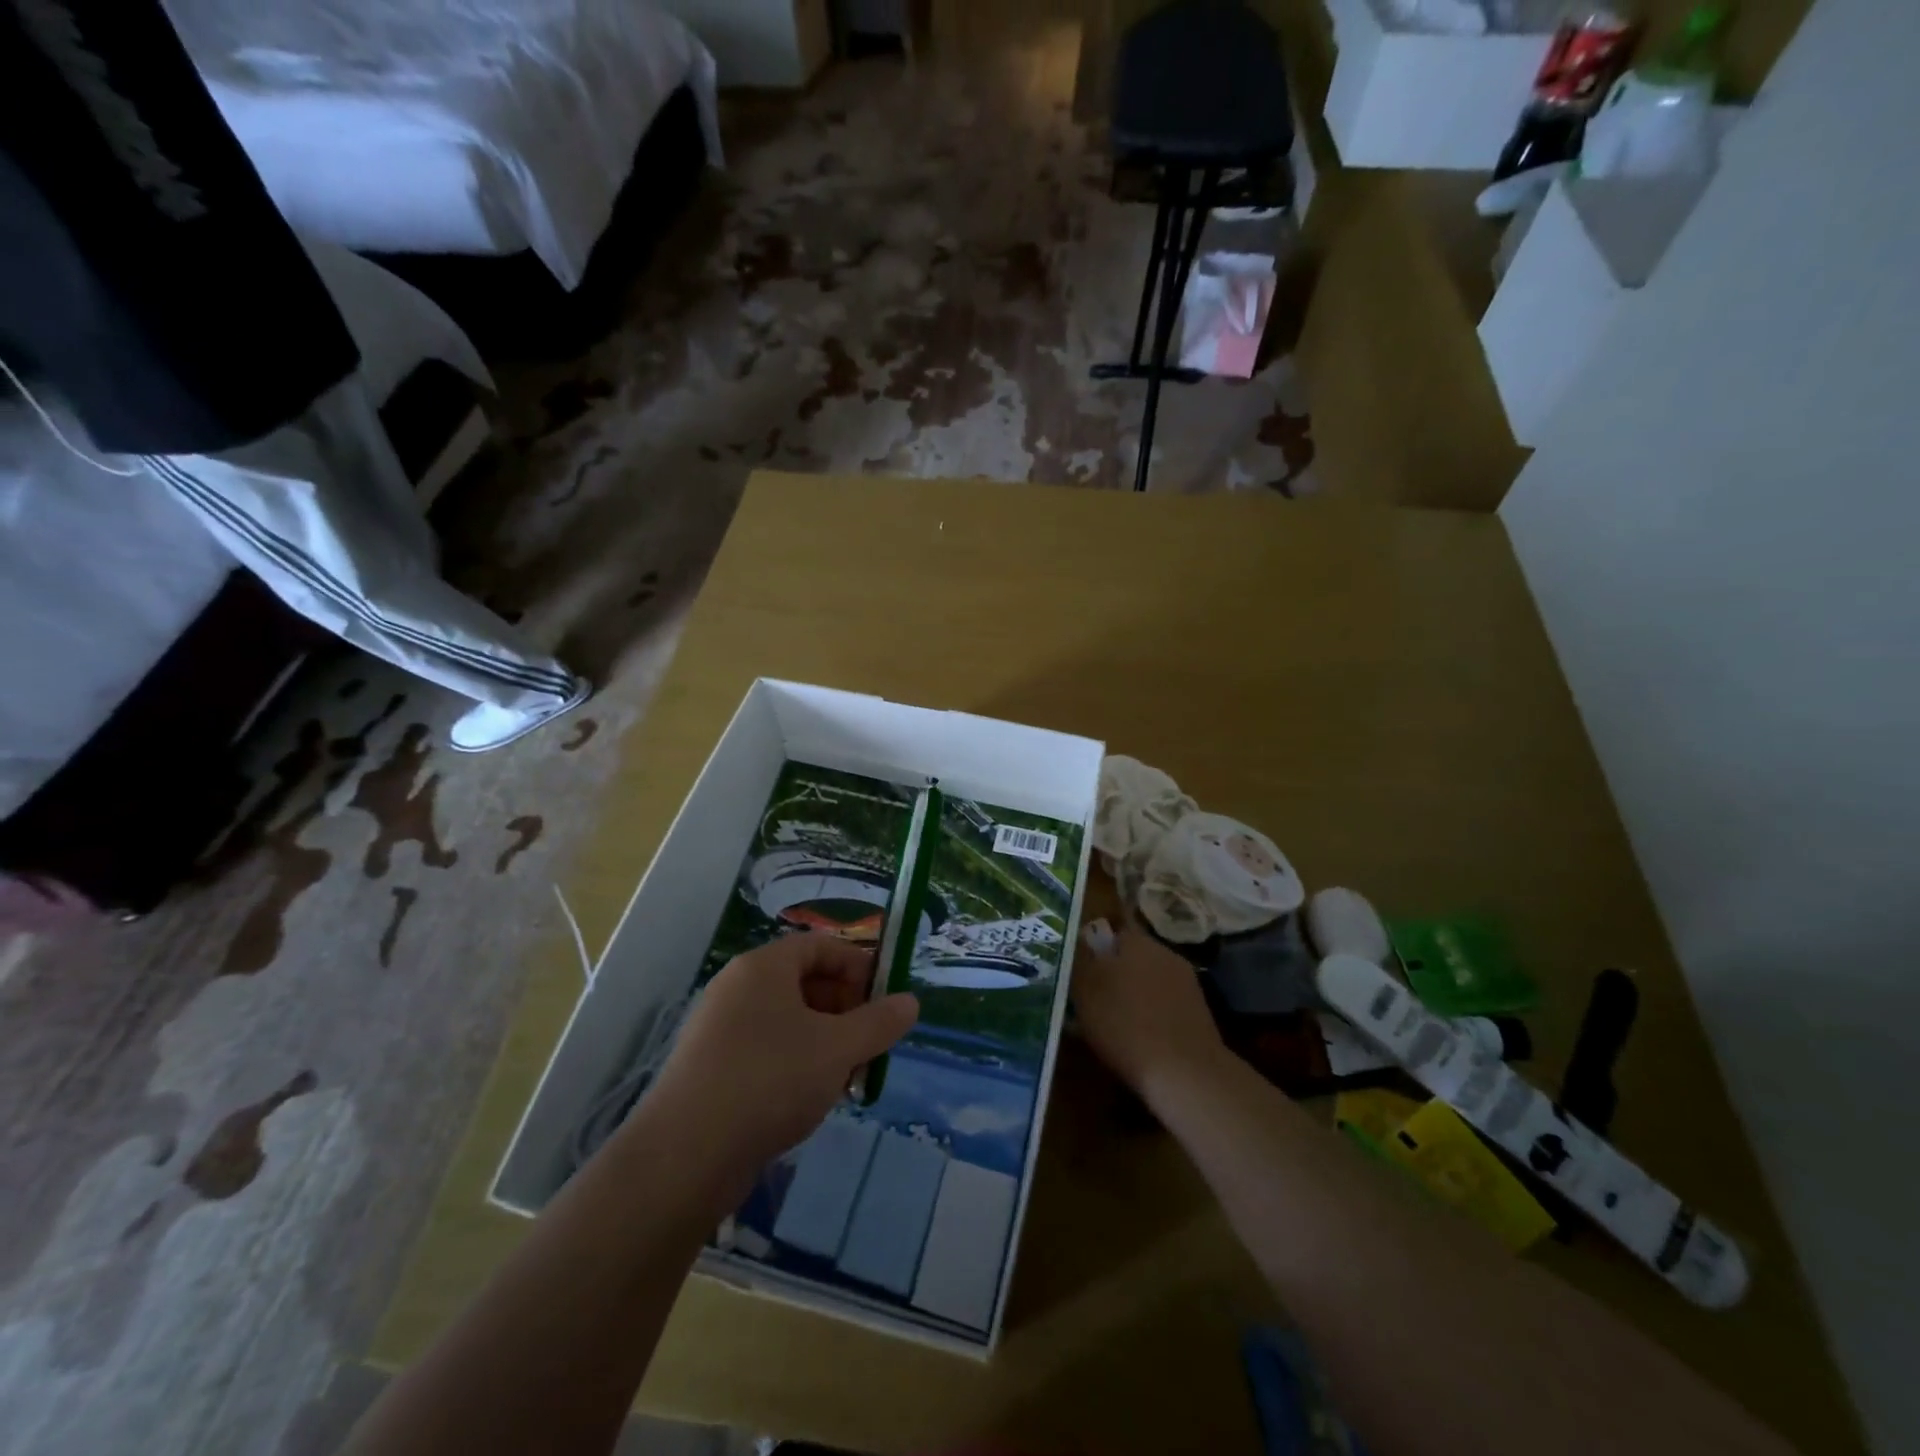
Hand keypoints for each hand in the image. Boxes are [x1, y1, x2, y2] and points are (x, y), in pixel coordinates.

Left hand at [648, 933, 918, 1186]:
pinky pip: (766, 1049)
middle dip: (846, 1011)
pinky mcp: (711, 1068)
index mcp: (763, 967)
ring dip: (825, 1042)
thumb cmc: (770, 1081)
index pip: (821, 946)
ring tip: (846, 1079)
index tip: (884, 1003)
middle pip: (805, 982)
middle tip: (869, 1046)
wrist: (685, 1157)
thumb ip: (879, 1022)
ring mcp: (720, 1028)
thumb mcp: (838, 1049)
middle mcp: (738, 988)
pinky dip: (796, 1064)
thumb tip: (910, 1002)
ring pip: (788, 1020)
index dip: (858, 967)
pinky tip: (810, 1100)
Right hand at [1073, 919, 1225, 1098]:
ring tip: (1115, 1020)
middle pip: (1132, 955)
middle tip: (1093, 995)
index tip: (1081, 966)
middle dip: (1114, 970)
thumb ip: (1079, 959)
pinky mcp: (1198, 1010)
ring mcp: (1185, 981)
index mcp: (1136, 941)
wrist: (1185, 1072)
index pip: (1112, 930)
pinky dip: (1153, 1013)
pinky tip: (1141, 1036)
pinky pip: (1165, 1002)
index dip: (1094, 946)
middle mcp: (1164, 952)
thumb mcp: (1085, 990)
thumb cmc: (1125, 1024)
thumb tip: (1076, 939)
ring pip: (1149, 979)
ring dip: (1134, 992)